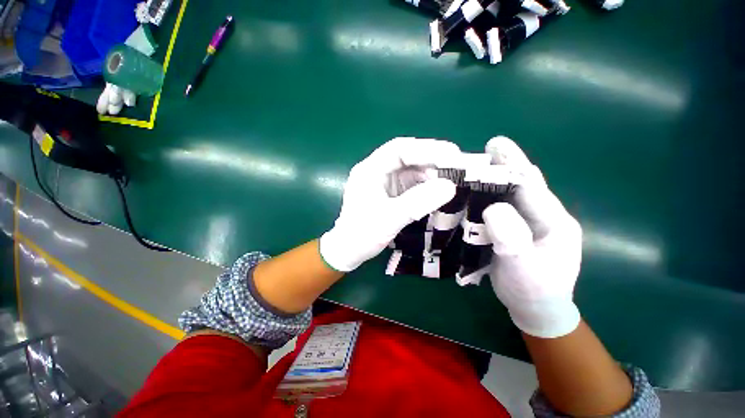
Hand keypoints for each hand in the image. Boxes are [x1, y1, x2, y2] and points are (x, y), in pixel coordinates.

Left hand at [320, 137, 459, 271]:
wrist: (349, 251)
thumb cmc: (362, 234)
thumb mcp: (390, 218)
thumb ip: (418, 202)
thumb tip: (450, 186)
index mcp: (370, 170)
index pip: (399, 150)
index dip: (426, 149)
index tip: (452, 154)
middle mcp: (376, 170)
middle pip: (407, 157)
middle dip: (432, 161)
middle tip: (458, 167)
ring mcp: (384, 182)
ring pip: (411, 170)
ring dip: (431, 174)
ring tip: (451, 182)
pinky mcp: (390, 193)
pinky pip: (411, 183)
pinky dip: (425, 186)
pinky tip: (437, 192)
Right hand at [482, 136, 582, 337]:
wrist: (535, 308)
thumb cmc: (532, 291)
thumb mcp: (523, 268)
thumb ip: (512, 239)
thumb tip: (494, 207)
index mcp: (555, 221)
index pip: (532, 187)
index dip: (513, 165)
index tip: (494, 144)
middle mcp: (544, 216)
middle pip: (522, 184)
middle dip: (504, 165)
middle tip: (483, 150)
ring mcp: (529, 221)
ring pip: (511, 194)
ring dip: (493, 179)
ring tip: (474, 168)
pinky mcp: (516, 227)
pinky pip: (501, 206)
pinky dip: (488, 196)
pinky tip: (473, 192)